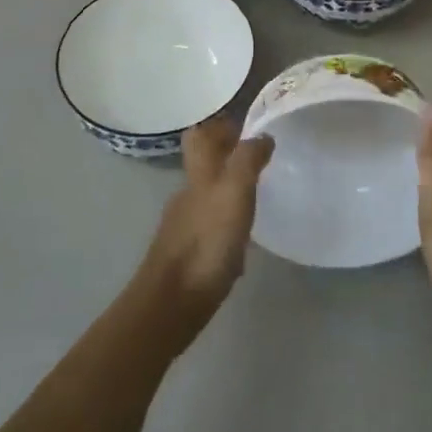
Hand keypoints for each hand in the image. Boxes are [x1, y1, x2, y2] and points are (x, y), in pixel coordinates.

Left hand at [132, 117, 273, 344]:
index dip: (219, 126)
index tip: (246, 126)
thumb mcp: (234, 192)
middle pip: (204, 165)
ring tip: (258, 198)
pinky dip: (225, 225)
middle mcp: (187, 195)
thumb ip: (248, 160)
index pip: (200, 135)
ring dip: (229, 192)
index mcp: (198, 174)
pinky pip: (208, 229)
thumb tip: (262, 136)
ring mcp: (183, 227)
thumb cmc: (205, 243)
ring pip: (207, 197)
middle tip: (260, 160)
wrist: (169, 306)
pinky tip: (242, 239)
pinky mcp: (186, 257)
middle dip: (228, 158)